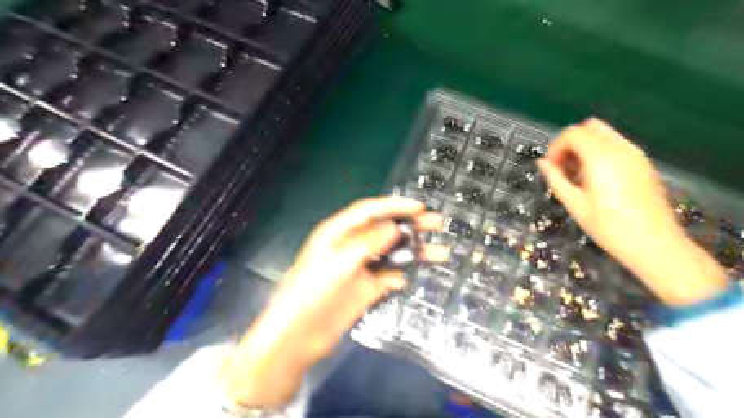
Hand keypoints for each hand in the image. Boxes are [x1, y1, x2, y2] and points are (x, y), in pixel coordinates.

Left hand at [219, 196, 443, 407]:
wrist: (298, 336)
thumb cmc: (310, 292)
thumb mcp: (337, 263)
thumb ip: (366, 243)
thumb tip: (394, 227)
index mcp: (339, 232)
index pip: (370, 211)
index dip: (395, 206)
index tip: (420, 207)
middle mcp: (351, 246)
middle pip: (384, 229)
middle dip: (410, 225)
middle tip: (437, 223)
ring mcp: (359, 268)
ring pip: (390, 253)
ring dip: (412, 251)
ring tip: (440, 251)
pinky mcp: (365, 289)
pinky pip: (387, 277)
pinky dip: (398, 275)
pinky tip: (408, 278)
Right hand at [538, 118, 723, 305]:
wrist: (655, 244)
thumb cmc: (609, 227)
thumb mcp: (575, 205)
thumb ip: (556, 179)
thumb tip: (542, 163)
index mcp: (601, 157)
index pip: (572, 133)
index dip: (556, 147)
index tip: (551, 168)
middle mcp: (620, 148)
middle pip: (588, 127)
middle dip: (570, 143)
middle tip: (563, 168)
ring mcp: (635, 154)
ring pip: (603, 134)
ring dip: (585, 146)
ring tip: (578, 174)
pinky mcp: (643, 162)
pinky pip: (616, 144)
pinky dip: (600, 151)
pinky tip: (596, 177)